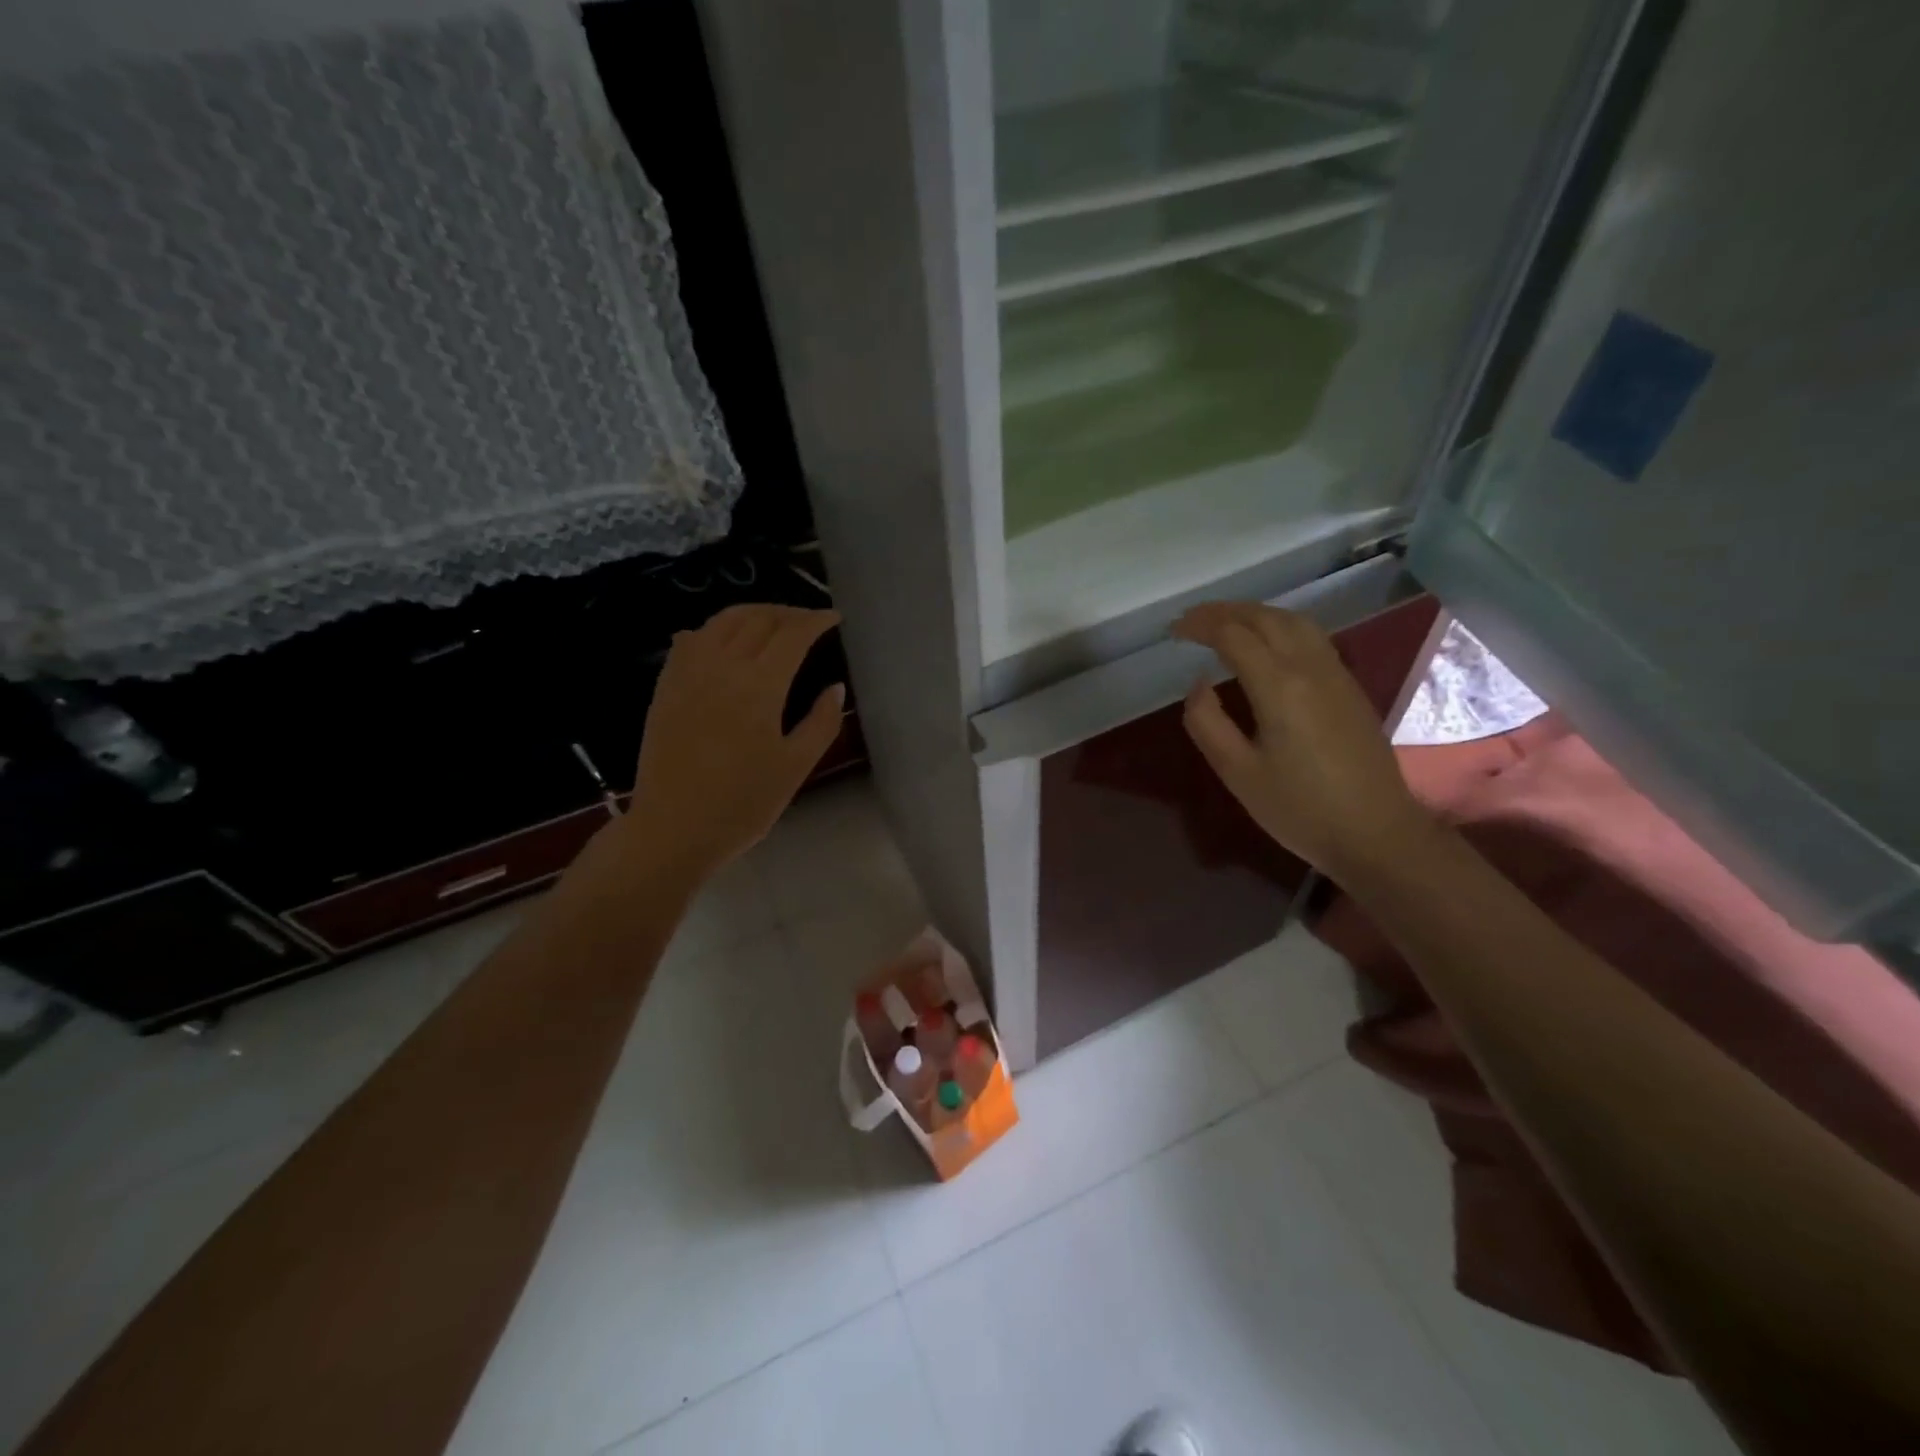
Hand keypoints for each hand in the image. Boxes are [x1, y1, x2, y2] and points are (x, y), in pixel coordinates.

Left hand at [621, 603, 844, 882]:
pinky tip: (723, 641)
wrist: (673, 828)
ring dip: (752, 614)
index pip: (792, 635)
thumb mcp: (795, 767)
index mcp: (759, 685)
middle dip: (788, 613)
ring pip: (722, 621)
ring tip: (771, 624)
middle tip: (808, 621)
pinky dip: (715, 630)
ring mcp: (688, 673)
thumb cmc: (742, 804)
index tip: (834, 618)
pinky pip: (692, 640)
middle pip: (758, 619)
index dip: (816, 620)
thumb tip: (835, 687)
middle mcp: (722, 666)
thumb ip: (821, 722)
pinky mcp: (666, 686)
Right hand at [1170, 601, 1433, 878]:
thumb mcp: (1237, 773)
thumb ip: (1208, 723)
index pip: (1233, 635)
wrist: (1376, 833)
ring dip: (1255, 613)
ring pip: (1293, 621)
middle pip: (1265, 617)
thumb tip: (1198, 685)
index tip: (1173, 631)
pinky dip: (1279, 625)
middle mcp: (1310, 667)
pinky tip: (1268, 643)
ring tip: (1225, 622)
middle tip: (1191, 620)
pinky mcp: (1349, 686)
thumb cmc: (1300, 808)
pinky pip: (1311, 636)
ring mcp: (1336, 673)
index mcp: (1279, 686)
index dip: (1200, 626)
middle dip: (1224, 611)